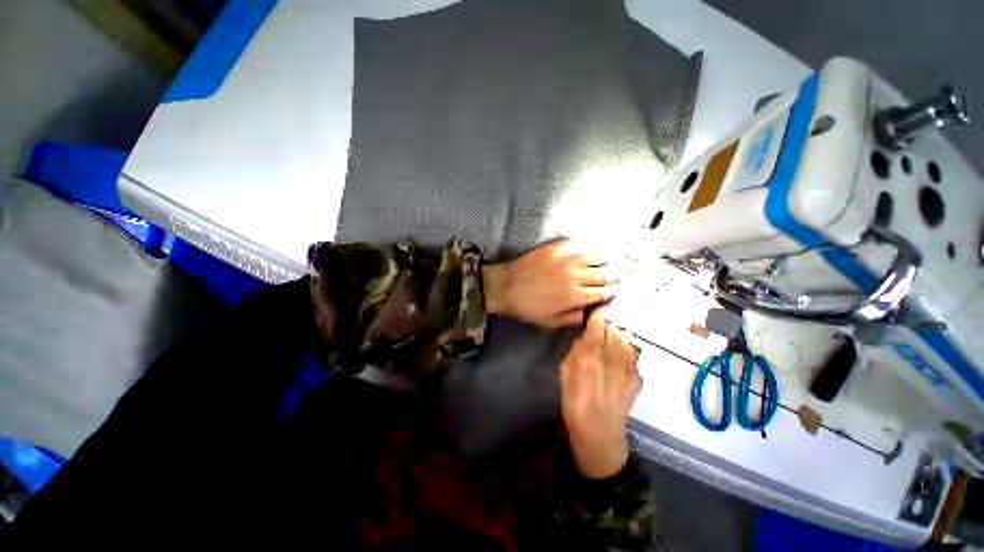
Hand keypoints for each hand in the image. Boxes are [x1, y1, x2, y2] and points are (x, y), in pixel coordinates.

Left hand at [482, 240, 614, 327]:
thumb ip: (572, 318)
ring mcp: (566, 259)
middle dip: (621, 272)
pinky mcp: (555, 248)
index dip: (615, 290)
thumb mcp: (550, 322)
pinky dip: (585, 247)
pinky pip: (576, 244)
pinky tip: (589, 247)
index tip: (623, 287)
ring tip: (618, 255)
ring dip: (608, 257)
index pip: (603, 292)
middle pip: (605, 272)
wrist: (505, 287)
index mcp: (576, 296)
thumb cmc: (527, 308)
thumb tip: (587, 311)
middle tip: (633, 269)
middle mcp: (576, 276)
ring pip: (595, 256)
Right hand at [560, 310, 641, 478]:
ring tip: (609, 347)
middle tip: (599, 334)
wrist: (599, 432)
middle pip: (615, 330)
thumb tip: (586, 335)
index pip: (599, 324)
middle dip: (607, 328)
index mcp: (591, 354)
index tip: (596, 312)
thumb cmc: (574, 401)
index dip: (598, 315)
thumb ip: (576, 349)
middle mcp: (613, 357)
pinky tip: (617, 365)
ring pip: (626, 341)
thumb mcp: (565, 371)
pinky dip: (625, 355)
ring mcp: (629, 368)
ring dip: (617, 340)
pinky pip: (632, 357)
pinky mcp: (637, 379)